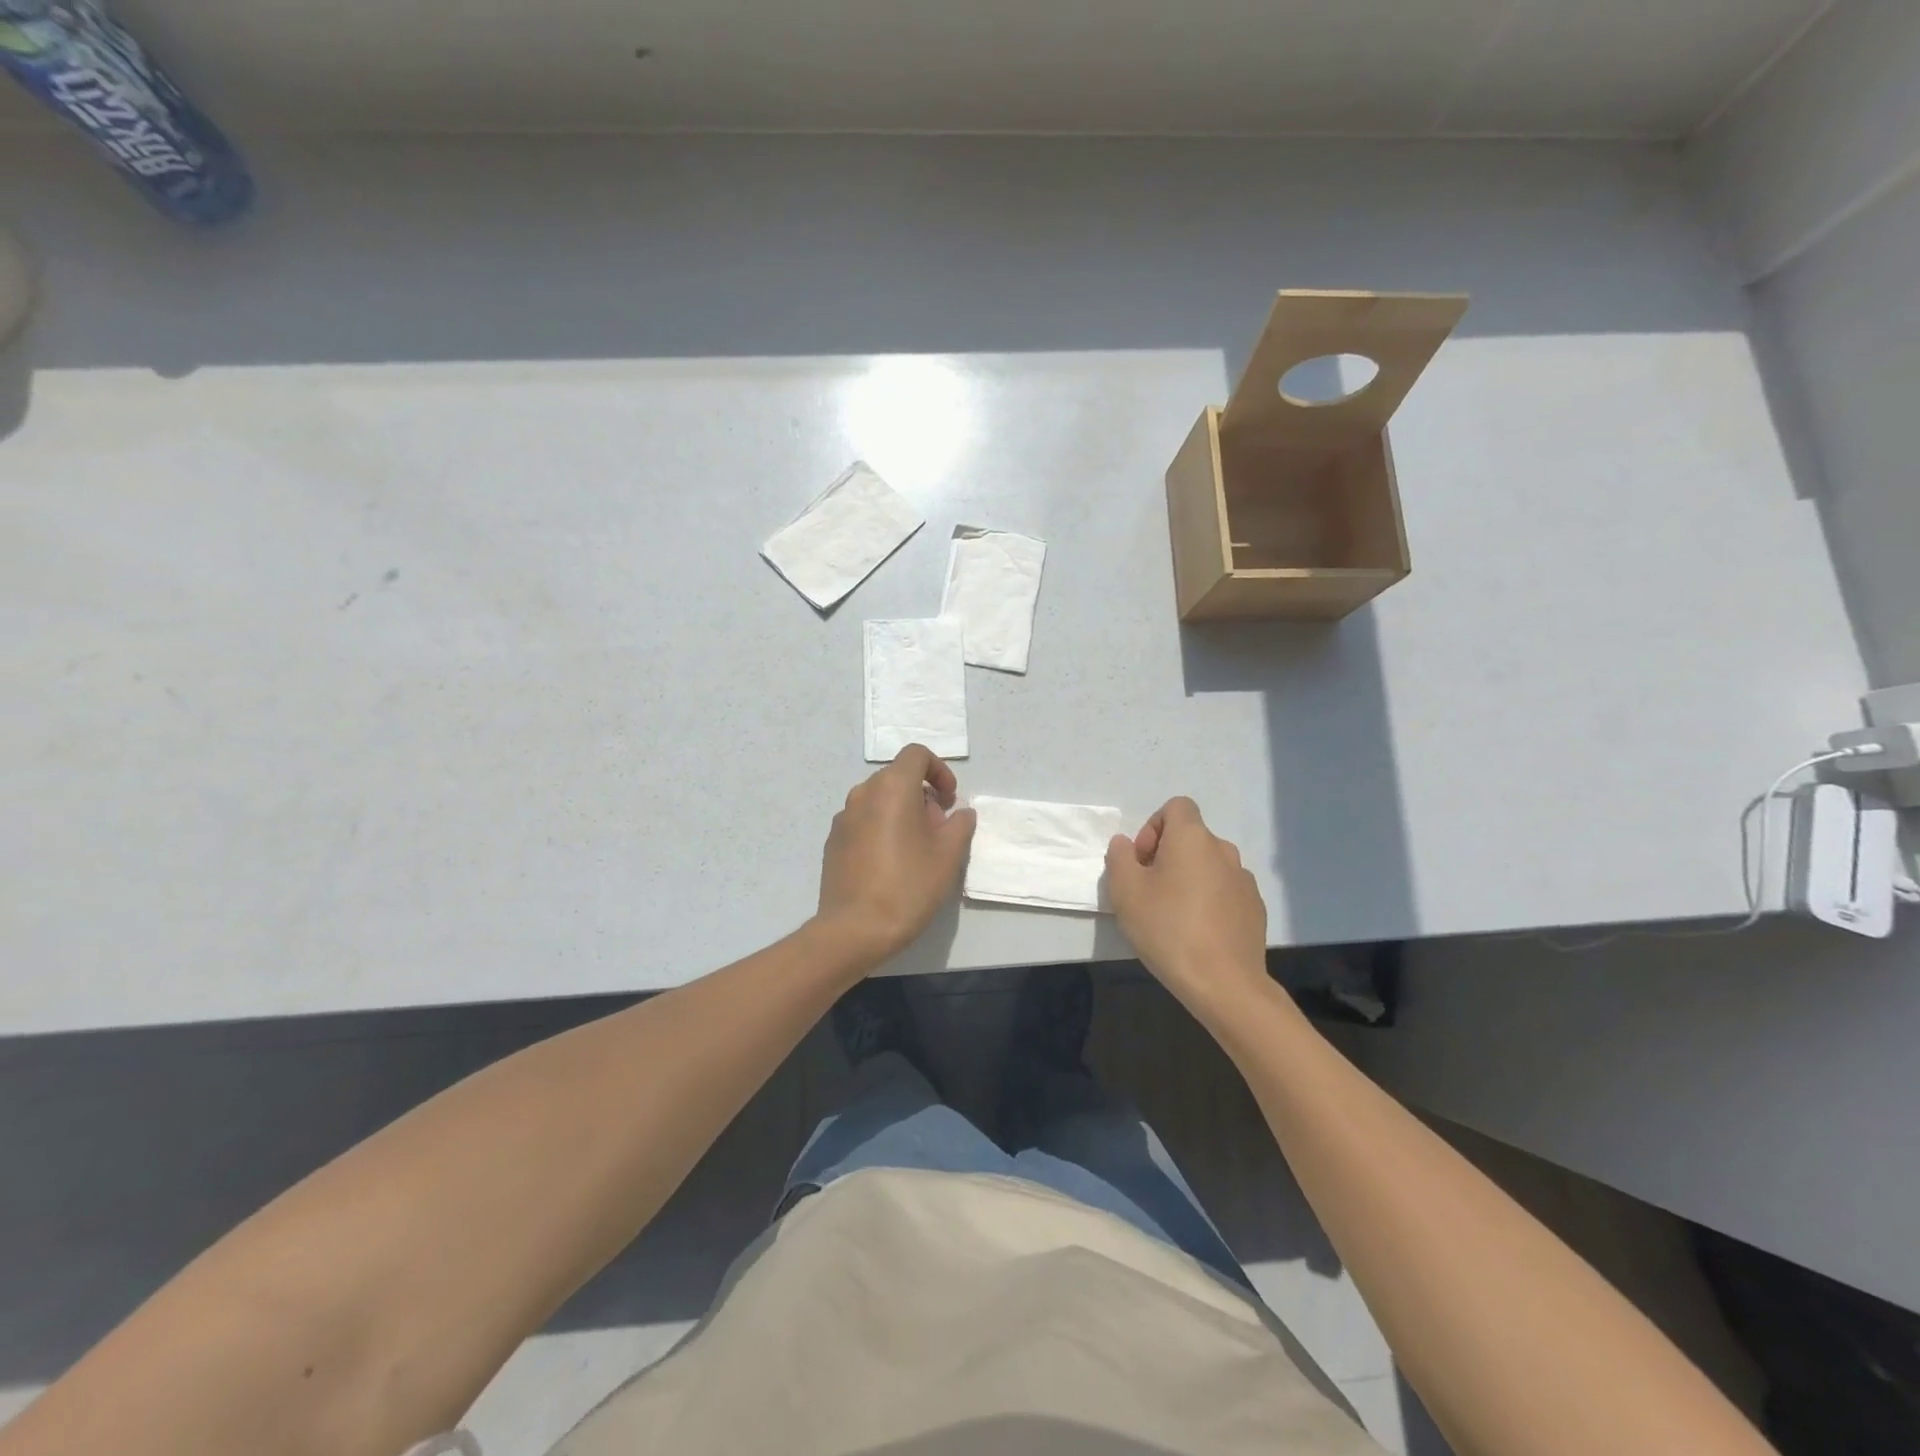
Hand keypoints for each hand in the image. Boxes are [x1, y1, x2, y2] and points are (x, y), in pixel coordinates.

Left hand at [817, 745, 976, 966]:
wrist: (854, 929)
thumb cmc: (908, 885)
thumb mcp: (949, 855)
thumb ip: (960, 825)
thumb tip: (959, 813)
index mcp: (892, 787)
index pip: (917, 754)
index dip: (939, 770)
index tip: (950, 800)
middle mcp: (863, 793)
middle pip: (897, 778)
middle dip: (923, 795)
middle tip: (939, 830)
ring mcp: (843, 818)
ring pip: (879, 801)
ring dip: (902, 813)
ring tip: (917, 850)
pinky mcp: (833, 842)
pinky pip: (863, 822)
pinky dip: (881, 829)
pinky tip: (891, 864)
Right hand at [1105, 797, 1268, 1019]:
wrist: (1224, 983)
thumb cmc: (1168, 929)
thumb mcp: (1125, 891)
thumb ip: (1119, 857)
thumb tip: (1126, 844)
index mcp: (1192, 838)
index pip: (1176, 807)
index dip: (1153, 827)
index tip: (1143, 861)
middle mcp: (1223, 850)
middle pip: (1190, 837)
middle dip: (1167, 856)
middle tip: (1149, 892)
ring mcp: (1244, 880)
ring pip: (1208, 865)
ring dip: (1189, 878)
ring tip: (1173, 915)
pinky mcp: (1254, 908)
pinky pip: (1225, 890)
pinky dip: (1209, 900)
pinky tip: (1198, 932)